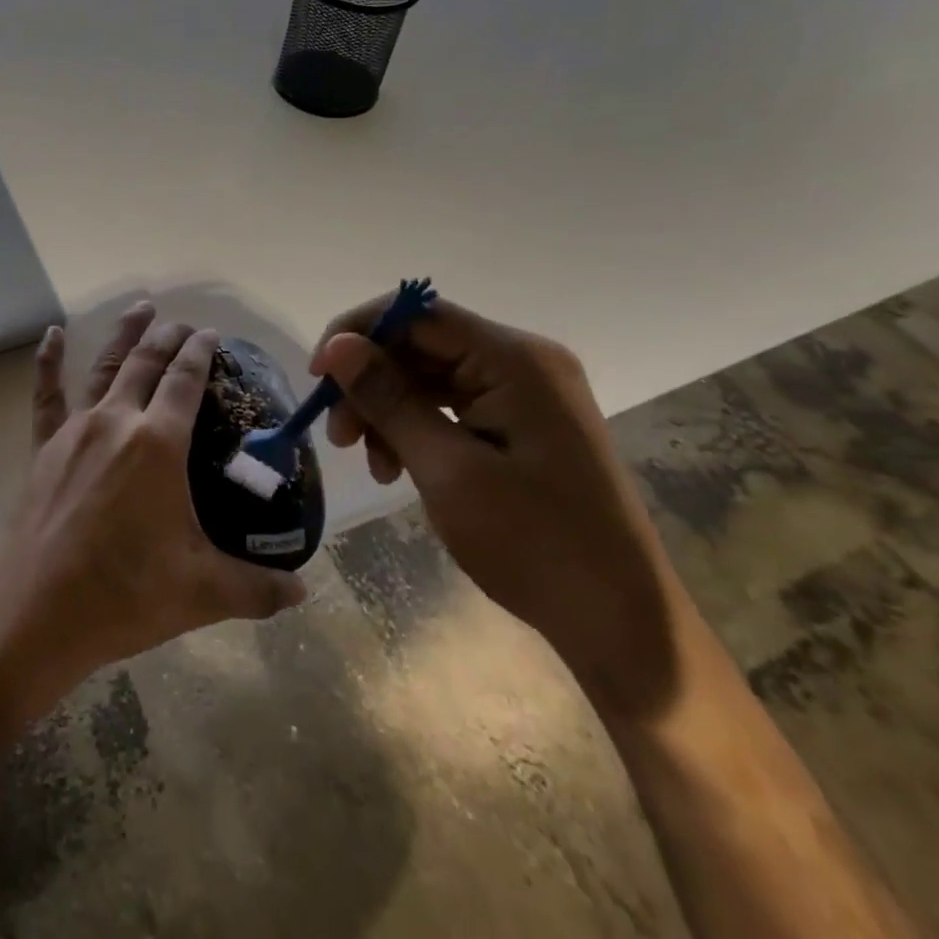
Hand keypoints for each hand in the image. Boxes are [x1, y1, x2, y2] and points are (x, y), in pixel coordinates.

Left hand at [0, 303, 306, 702]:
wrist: (37, 613)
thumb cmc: (125, 594)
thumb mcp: (203, 592)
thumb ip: (257, 588)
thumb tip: (303, 592)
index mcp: (158, 443)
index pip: (186, 381)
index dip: (201, 352)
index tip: (213, 334)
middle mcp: (117, 421)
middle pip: (146, 363)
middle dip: (168, 337)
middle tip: (184, 323)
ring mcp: (75, 430)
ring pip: (104, 366)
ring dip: (125, 334)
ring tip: (141, 308)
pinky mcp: (44, 447)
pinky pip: (46, 394)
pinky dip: (49, 361)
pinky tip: (53, 334)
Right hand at [312, 296, 684, 716]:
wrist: (621, 624)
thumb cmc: (534, 544)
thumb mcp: (447, 469)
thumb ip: (388, 399)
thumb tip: (336, 346)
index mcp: (515, 360)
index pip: (417, 314)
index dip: (357, 335)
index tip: (317, 378)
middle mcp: (523, 363)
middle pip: (420, 346)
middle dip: (370, 384)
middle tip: (337, 436)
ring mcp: (526, 393)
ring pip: (429, 377)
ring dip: (388, 411)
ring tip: (369, 462)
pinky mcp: (523, 424)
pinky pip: (452, 406)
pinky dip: (415, 429)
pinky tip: (397, 468)